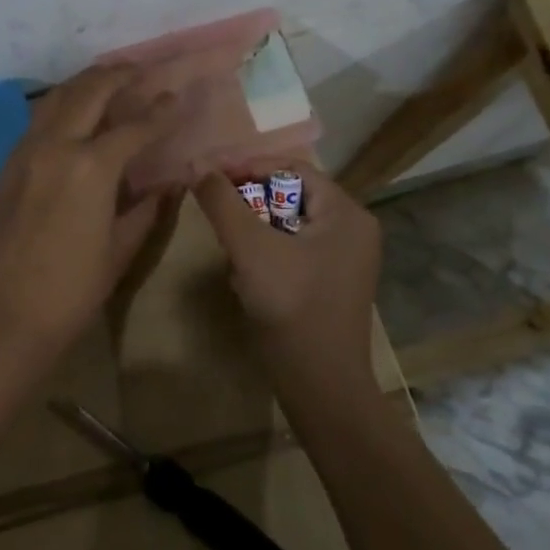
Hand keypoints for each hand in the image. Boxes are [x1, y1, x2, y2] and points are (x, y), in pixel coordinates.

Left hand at [0, 66, 178, 358]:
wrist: (3, 314)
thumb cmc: (71, 289)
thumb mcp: (119, 249)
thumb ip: (146, 209)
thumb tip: (167, 185)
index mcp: (91, 167)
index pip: (134, 126)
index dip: (160, 110)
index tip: (176, 96)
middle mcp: (56, 145)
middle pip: (89, 92)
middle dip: (119, 76)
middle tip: (142, 69)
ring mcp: (25, 151)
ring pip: (57, 98)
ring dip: (85, 83)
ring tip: (109, 78)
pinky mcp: (8, 165)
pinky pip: (38, 120)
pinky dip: (62, 105)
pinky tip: (74, 114)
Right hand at [192, 166, 381, 386]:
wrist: (319, 384)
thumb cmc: (290, 306)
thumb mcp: (250, 247)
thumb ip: (222, 202)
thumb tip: (196, 165)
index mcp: (346, 213)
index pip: (292, 169)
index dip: (248, 167)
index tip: (210, 177)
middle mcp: (352, 230)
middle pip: (290, 196)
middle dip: (249, 202)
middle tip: (216, 212)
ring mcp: (344, 260)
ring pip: (287, 225)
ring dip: (253, 230)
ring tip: (228, 247)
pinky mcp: (330, 284)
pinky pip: (292, 251)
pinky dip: (265, 254)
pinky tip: (244, 275)